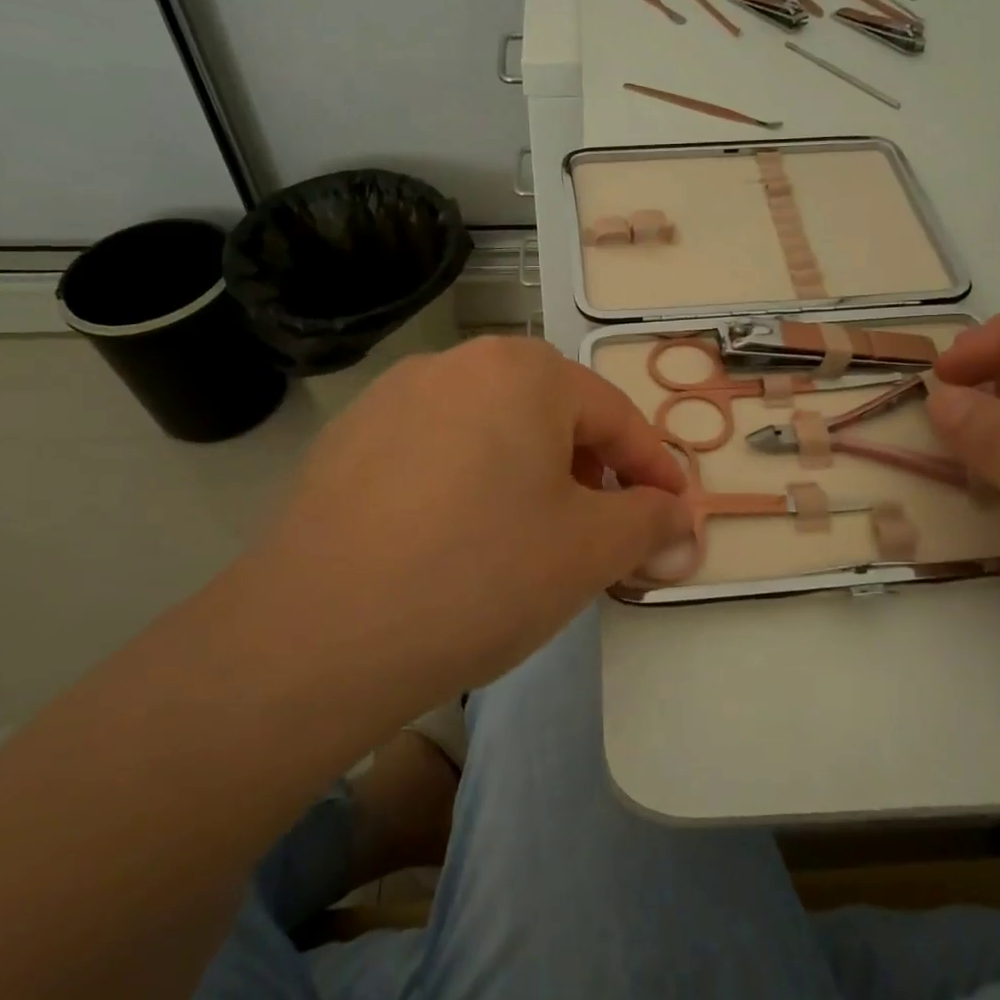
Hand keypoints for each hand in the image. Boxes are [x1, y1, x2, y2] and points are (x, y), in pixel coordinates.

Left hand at [229, 337, 689, 707]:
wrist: (317, 635)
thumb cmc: (480, 574)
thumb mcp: (589, 551)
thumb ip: (650, 522)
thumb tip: (681, 520)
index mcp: (521, 370)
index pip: (613, 415)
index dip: (652, 468)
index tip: (673, 513)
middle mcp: (454, 364)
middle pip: (549, 415)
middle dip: (588, 472)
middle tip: (600, 532)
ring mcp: (390, 398)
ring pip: (489, 431)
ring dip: (527, 476)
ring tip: (528, 540)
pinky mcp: (346, 441)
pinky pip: (434, 451)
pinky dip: (467, 484)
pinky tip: (454, 542)